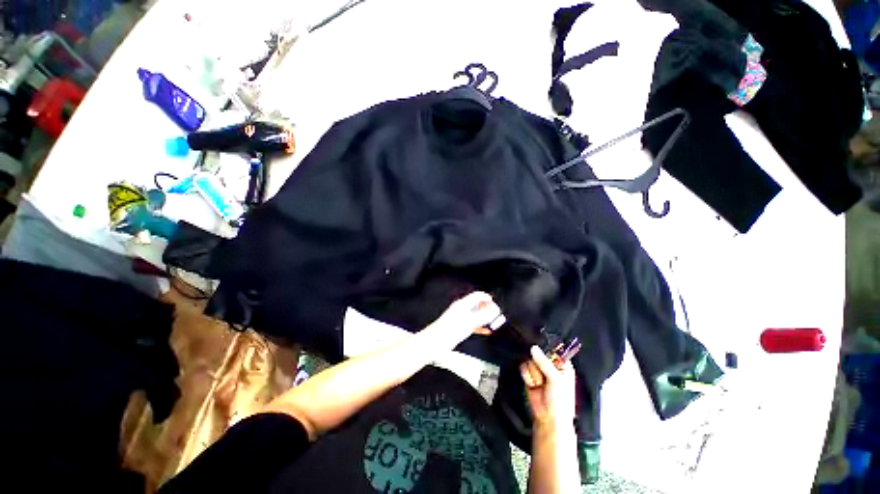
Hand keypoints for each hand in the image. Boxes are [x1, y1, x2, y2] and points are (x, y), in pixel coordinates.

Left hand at [423, 291, 502, 348]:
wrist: (435, 342)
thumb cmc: (449, 331)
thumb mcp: (469, 322)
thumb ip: (482, 316)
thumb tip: (494, 311)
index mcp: (463, 304)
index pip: (477, 296)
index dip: (487, 298)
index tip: (495, 303)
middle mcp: (462, 309)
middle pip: (478, 305)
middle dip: (488, 309)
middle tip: (497, 315)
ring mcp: (460, 318)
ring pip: (476, 315)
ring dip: (485, 318)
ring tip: (494, 323)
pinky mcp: (459, 327)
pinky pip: (473, 324)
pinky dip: (480, 326)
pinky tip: (486, 331)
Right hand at [520, 346, 575, 432]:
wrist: (548, 418)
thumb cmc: (560, 400)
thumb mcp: (555, 379)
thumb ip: (544, 362)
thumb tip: (533, 348)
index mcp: (562, 365)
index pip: (552, 349)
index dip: (546, 349)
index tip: (542, 351)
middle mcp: (550, 365)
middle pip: (538, 353)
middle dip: (538, 364)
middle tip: (543, 375)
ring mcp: (539, 370)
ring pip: (529, 360)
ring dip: (533, 373)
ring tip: (539, 384)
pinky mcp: (529, 375)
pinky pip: (524, 367)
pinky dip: (527, 376)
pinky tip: (533, 385)